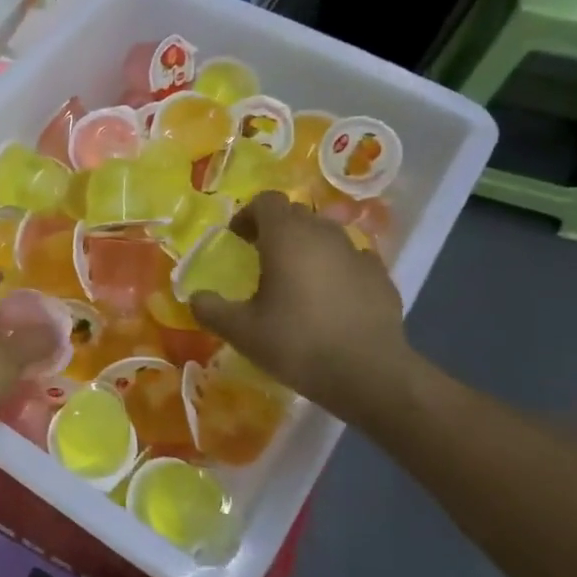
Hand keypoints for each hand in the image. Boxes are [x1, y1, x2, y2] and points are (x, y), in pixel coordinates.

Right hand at [188, 192, 413, 421]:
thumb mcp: (241, 331)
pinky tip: (330, 298)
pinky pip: (352, 261)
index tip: (237, 239)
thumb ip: (211, 309)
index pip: (266, 201)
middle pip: (296, 215)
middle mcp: (324, 234)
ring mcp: (358, 254)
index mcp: (287, 237)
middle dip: (276, 230)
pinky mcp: (381, 277)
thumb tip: (196, 298)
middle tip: (261, 259)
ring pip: (326, 236)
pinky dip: (337, 269)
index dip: (248, 215)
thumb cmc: (297, 343)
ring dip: (307, 248)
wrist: (370, 375)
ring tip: (296, 280)